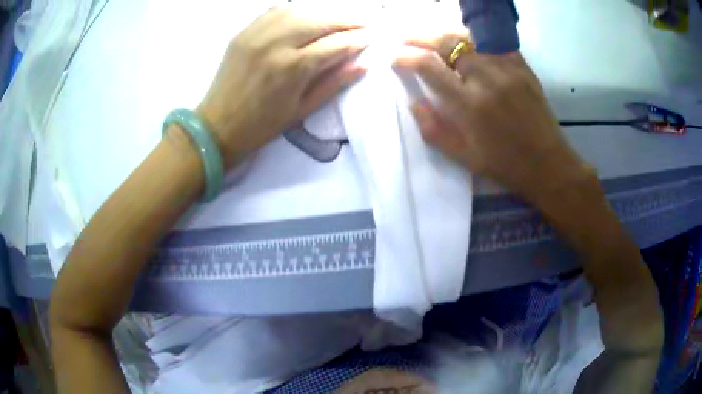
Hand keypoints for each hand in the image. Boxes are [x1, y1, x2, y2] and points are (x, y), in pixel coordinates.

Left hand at [196, 7, 368, 167]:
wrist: (218, 126)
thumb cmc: (262, 125)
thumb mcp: (302, 110)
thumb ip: (334, 83)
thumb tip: (363, 64)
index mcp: (293, 68)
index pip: (336, 44)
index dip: (357, 40)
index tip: (371, 37)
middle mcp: (276, 43)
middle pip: (320, 21)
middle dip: (346, 21)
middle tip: (362, 23)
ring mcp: (257, 34)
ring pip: (300, 11)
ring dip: (324, 13)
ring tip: (338, 20)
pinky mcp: (244, 32)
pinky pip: (276, 11)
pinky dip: (296, 11)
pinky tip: (307, 16)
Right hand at [394, 41, 589, 203]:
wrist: (548, 164)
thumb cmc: (505, 165)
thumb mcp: (464, 157)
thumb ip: (434, 130)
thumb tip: (414, 103)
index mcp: (469, 106)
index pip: (429, 67)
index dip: (407, 58)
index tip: (396, 58)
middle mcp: (487, 80)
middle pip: (447, 43)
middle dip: (421, 37)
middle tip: (408, 39)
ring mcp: (508, 69)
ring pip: (470, 37)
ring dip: (446, 34)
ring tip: (434, 38)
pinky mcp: (523, 67)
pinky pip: (494, 42)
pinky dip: (476, 39)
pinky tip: (467, 43)